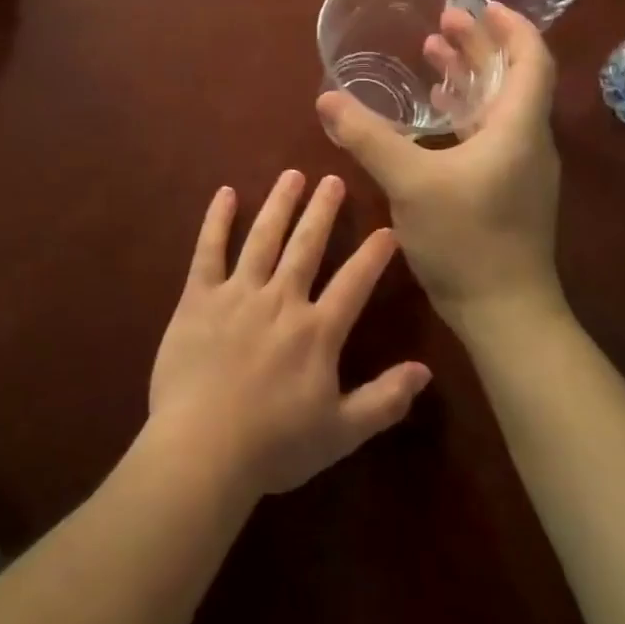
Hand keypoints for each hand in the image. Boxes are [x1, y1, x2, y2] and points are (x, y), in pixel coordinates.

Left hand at [146, 171, 431, 500]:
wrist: (203, 449)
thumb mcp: (341, 433)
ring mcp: (237, 294)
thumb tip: (426, 371)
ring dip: (279, 204)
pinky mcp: (198, 297)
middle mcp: (280, 300)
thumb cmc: (274, 446)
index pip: (354, 283)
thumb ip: (385, 399)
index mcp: (317, 332)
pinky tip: (224, 193)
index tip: (388, 228)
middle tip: (334, 178)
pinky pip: (208, 250)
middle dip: (323, 211)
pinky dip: (217, 220)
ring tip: (292, 174)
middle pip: (307, 246)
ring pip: (263, 238)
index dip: (373, 255)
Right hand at [316, 2, 566, 339]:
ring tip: (434, 54)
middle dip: (480, 46)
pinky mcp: (504, 190)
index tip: (481, 4)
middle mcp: (526, 141)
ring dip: (469, 77)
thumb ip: (368, 137)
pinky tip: (434, 113)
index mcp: (517, 128)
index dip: (510, 27)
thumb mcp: (409, 182)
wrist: (503, 312)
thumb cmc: (466, 239)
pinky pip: (487, 133)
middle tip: (444, 22)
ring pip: (498, 106)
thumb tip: (327, 99)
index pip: (531, 60)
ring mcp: (517, 169)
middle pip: (512, 78)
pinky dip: (462, 112)